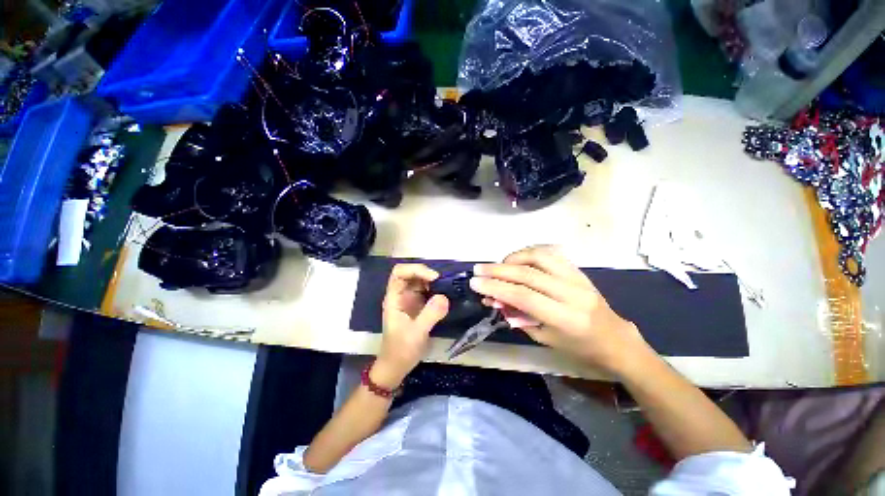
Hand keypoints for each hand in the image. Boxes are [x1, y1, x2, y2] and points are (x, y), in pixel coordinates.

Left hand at [374, 264, 448, 388]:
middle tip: (443, 282)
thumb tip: (445, 297)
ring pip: (420, 280)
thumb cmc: (401, 350)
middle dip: (426, 273)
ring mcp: (409, 299)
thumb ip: (430, 315)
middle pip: (410, 273)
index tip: (433, 278)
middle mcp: (401, 295)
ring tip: (446, 286)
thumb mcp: (416, 333)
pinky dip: (436, 289)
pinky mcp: (418, 305)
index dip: (415, 270)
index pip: (399, 273)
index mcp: (394, 298)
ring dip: (432, 280)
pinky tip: (445, 294)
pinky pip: (427, 290)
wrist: (397, 366)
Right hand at [469, 246, 651, 375]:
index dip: (496, 287)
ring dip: (513, 258)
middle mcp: (573, 293)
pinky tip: (518, 259)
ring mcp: (578, 277)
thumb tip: (494, 297)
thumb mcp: (544, 338)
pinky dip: (529, 252)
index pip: (524, 297)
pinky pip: (551, 252)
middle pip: (529, 274)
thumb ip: (518, 316)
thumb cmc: (578, 347)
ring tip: (499, 265)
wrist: (615, 339)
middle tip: (478, 269)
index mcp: (566, 318)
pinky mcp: (578, 269)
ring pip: (540, 256)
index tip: (475, 282)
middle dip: (498, 270)